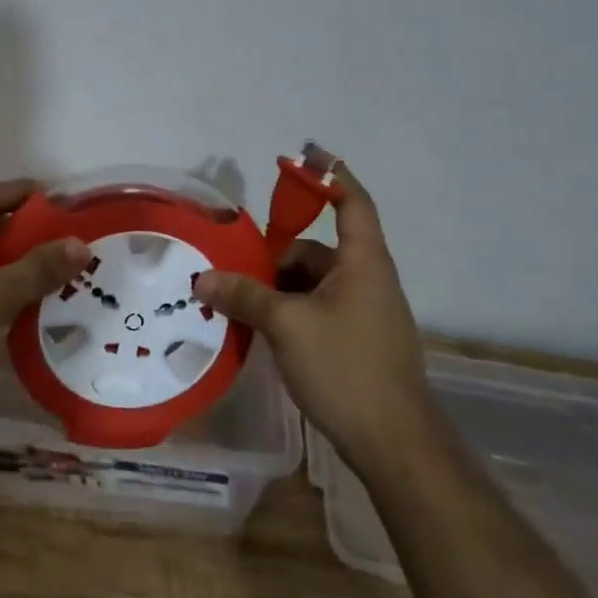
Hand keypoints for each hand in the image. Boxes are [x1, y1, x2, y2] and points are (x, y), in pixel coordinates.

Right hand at [193, 164, 430, 458]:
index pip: (351, 202)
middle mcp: (367, 279)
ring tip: (235, 301)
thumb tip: (202, 279)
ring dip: (276, 287)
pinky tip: (257, 328)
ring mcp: (363, 312)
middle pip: (317, 248)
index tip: (302, 154)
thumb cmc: (346, 368)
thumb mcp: (287, 325)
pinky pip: (315, 309)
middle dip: (275, 254)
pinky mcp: (355, 341)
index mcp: (363, 262)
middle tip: (232, 264)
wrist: (395, 444)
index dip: (328, 174)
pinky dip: (287, 310)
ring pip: (311, 283)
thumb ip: (244, 296)